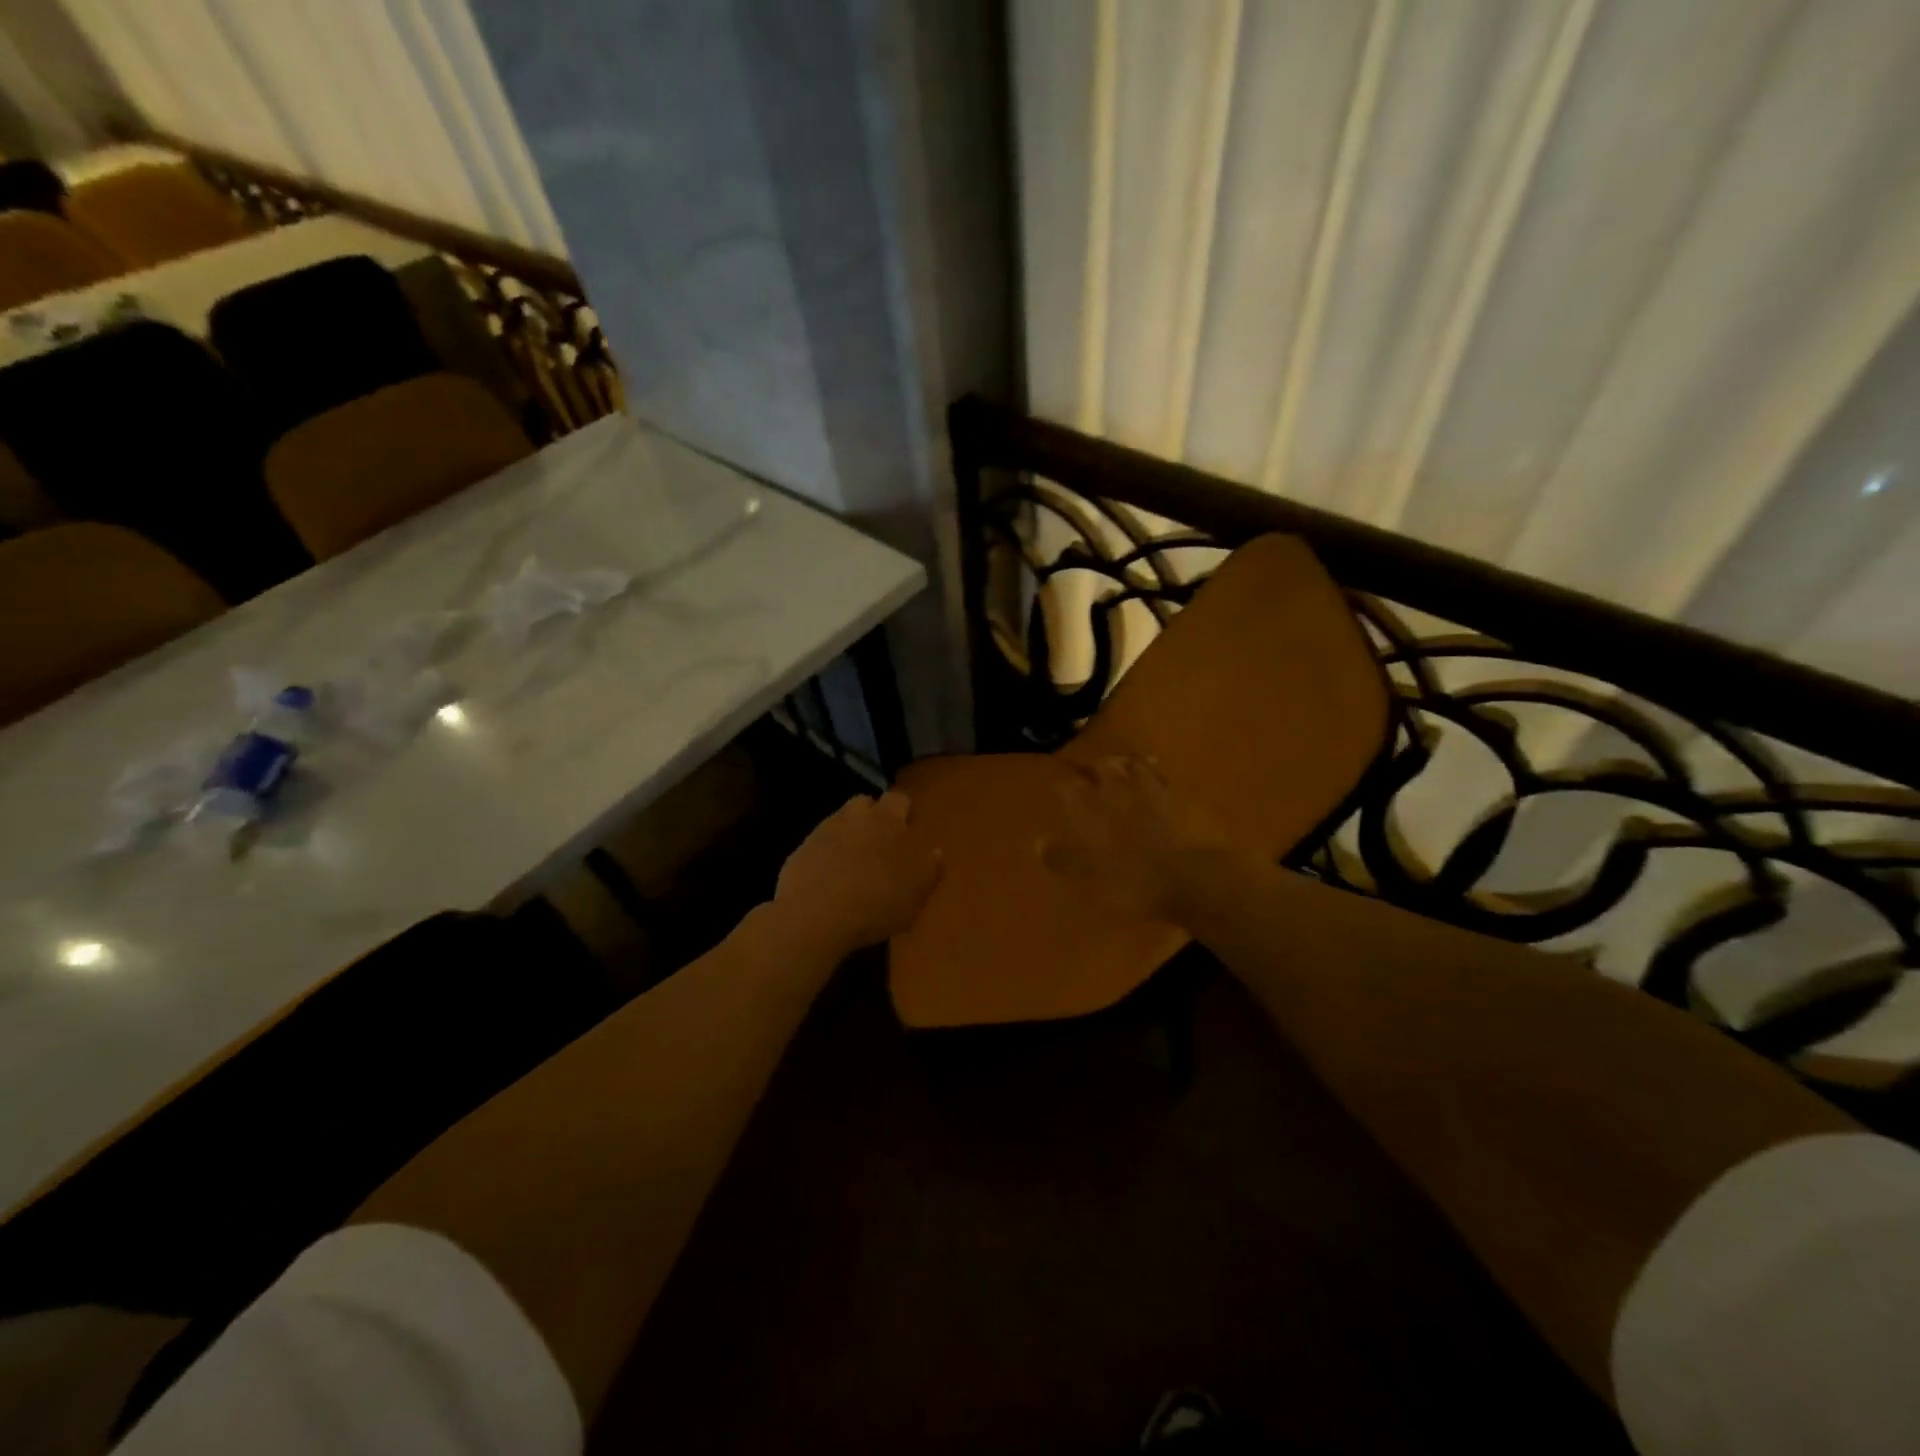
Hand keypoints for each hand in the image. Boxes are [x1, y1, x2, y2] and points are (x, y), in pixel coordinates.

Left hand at [771, 791, 942, 959]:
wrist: (812, 918)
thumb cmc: (875, 904)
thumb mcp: (915, 896)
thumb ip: (929, 871)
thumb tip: (936, 853)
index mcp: (886, 820)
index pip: (899, 799)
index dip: (904, 812)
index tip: (908, 828)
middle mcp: (853, 817)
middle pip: (865, 804)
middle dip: (873, 818)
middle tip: (881, 845)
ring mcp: (822, 832)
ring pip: (840, 823)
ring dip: (848, 836)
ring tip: (854, 865)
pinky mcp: (799, 851)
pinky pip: (819, 846)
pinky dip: (826, 856)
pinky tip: (830, 881)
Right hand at [1039, 755, 1219, 923]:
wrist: (1192, 881)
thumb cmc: (1135, 883)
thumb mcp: (1092, 876)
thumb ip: (1065, 859)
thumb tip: (1037, 842)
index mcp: (1097, 817)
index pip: (1075, 794)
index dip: (1066, 789)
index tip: (1060, 784)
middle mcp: (1123, 802)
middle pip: (1109, 776)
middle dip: (1100, 768)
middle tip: (1096, 763)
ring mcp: (1155, 803)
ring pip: (1140, 776)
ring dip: (1132, 766)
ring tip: (1128, 760)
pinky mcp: (1183, 810)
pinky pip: (1167, 787)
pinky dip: (1161, 778)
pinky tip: (1161, 774)